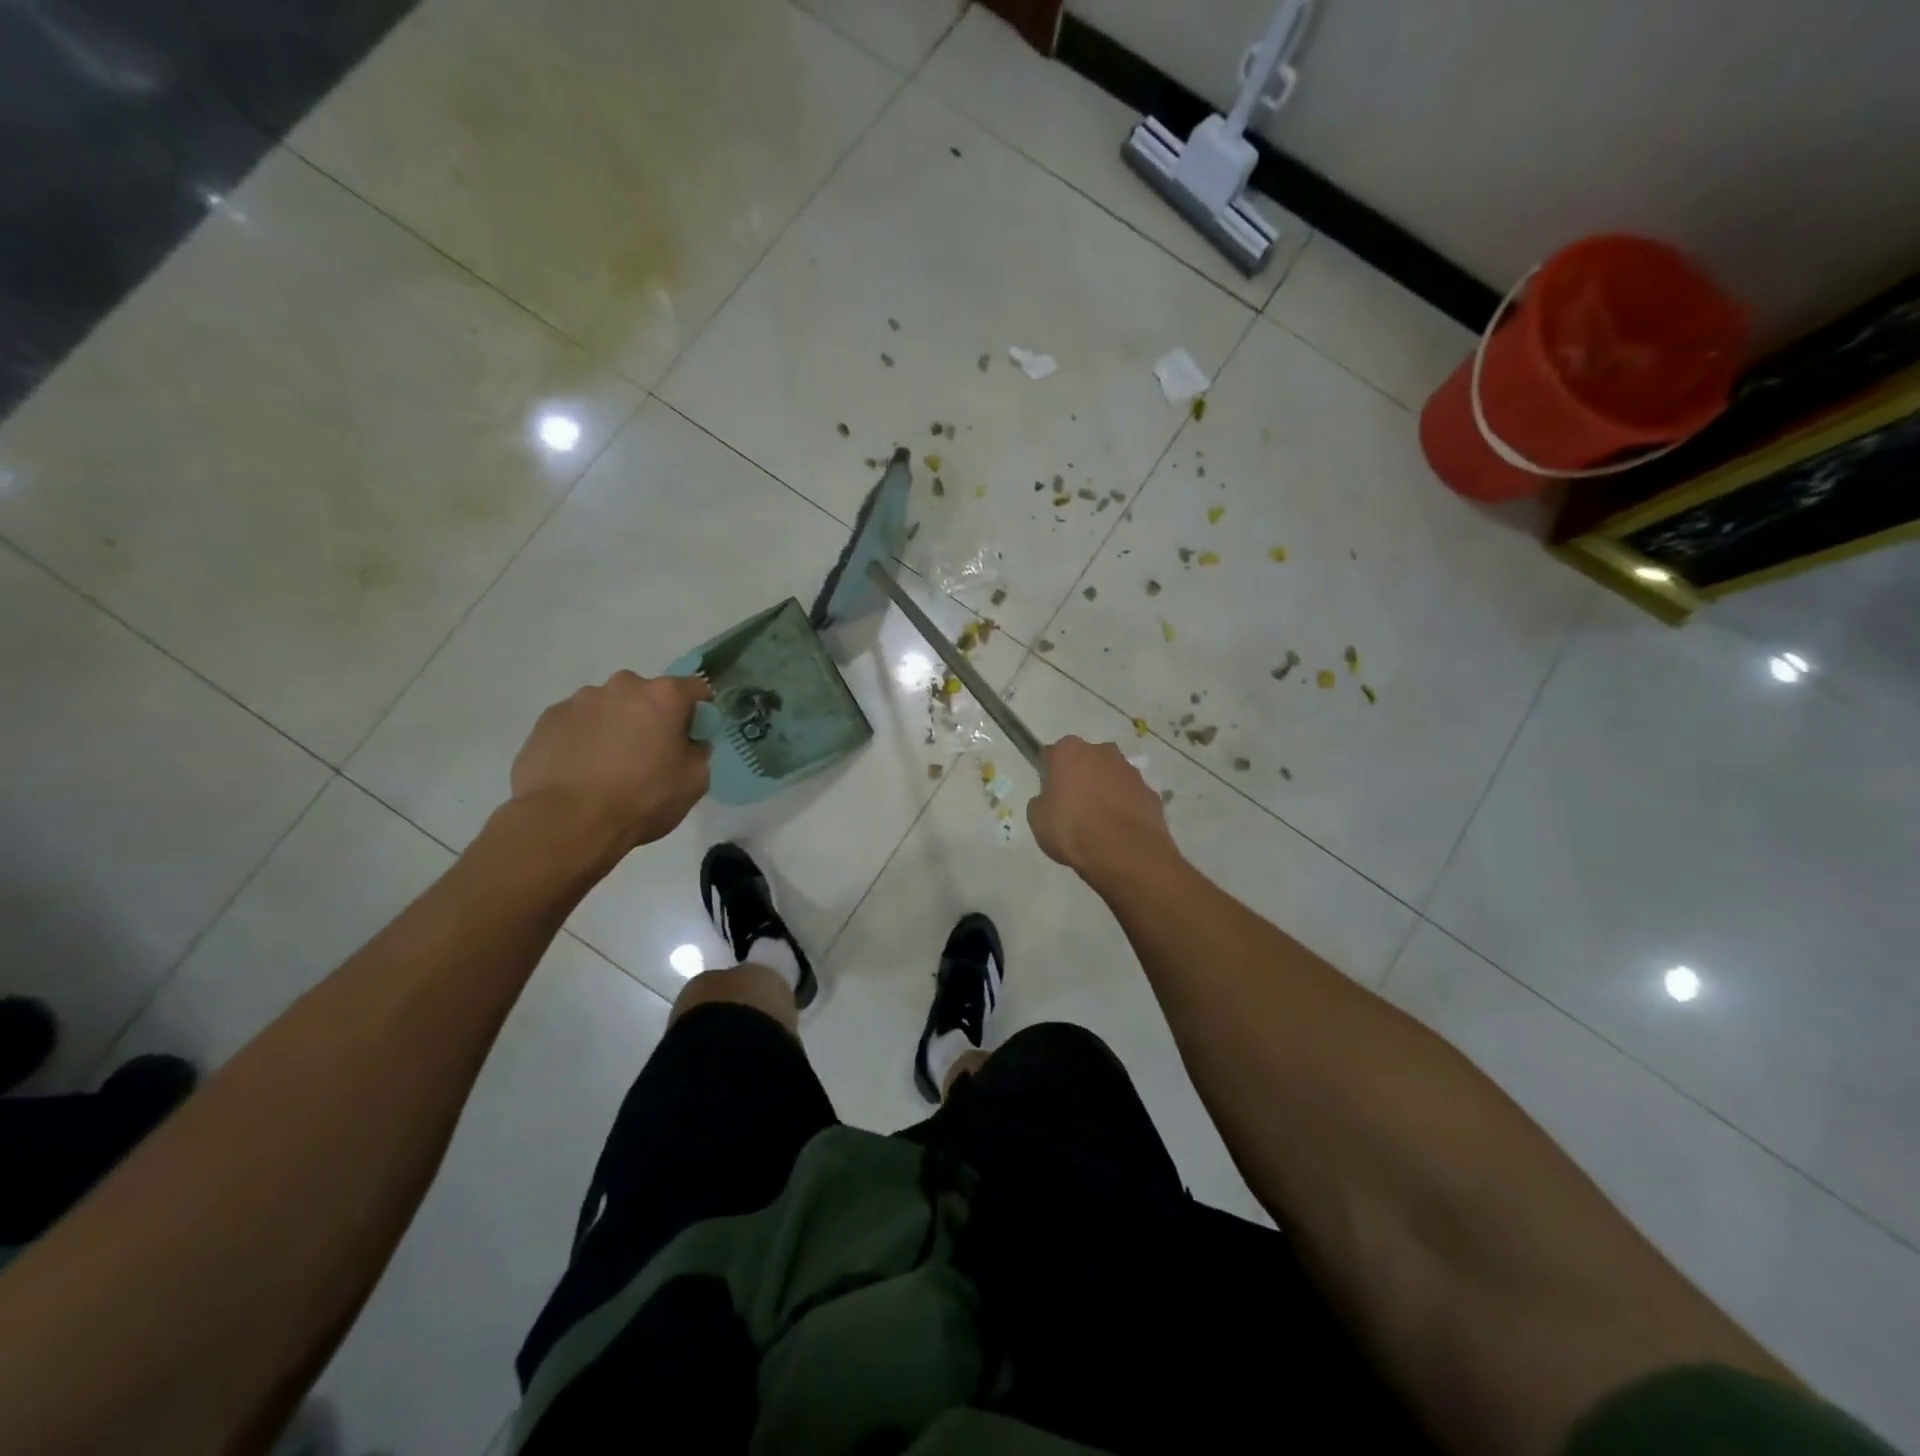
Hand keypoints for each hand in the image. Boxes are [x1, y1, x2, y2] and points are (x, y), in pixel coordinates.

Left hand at [509, 672, 711, 864]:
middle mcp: (622, 686)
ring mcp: (580, 700)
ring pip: (609, 707)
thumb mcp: (694, 781)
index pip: (695, 688)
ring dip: (615, 726)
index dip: (698, 712)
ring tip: (608, 766)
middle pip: (647, 695)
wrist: (567, 822)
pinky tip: (581, 770)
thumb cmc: (642, 799)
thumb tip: (687, 742)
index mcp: (663, 696)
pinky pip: (577, 723)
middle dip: (651, 717)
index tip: (692, 735)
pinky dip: (584, 738)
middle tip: (648, 754)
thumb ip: (698, 751)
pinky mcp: (548, 719)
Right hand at [1027, 736, 1176, 884]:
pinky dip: (1125, 807)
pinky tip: (1119, 830)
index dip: (1050, 774)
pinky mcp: (1151, 792)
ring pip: (1111, 776)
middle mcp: (1102, 751)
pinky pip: (1131, 796)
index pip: (1053, 754)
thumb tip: (1050, 800)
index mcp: (1069, 751)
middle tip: (1074, 807)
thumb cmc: (1072, 829)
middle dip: (1081, 777)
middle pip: (1086, 760)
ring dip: (1105, 791)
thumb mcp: (1038, 819)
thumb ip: (1042, 801)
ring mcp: (1130, 771)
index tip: (1050, 794)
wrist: (1124, 852)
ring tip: (1099, 823)